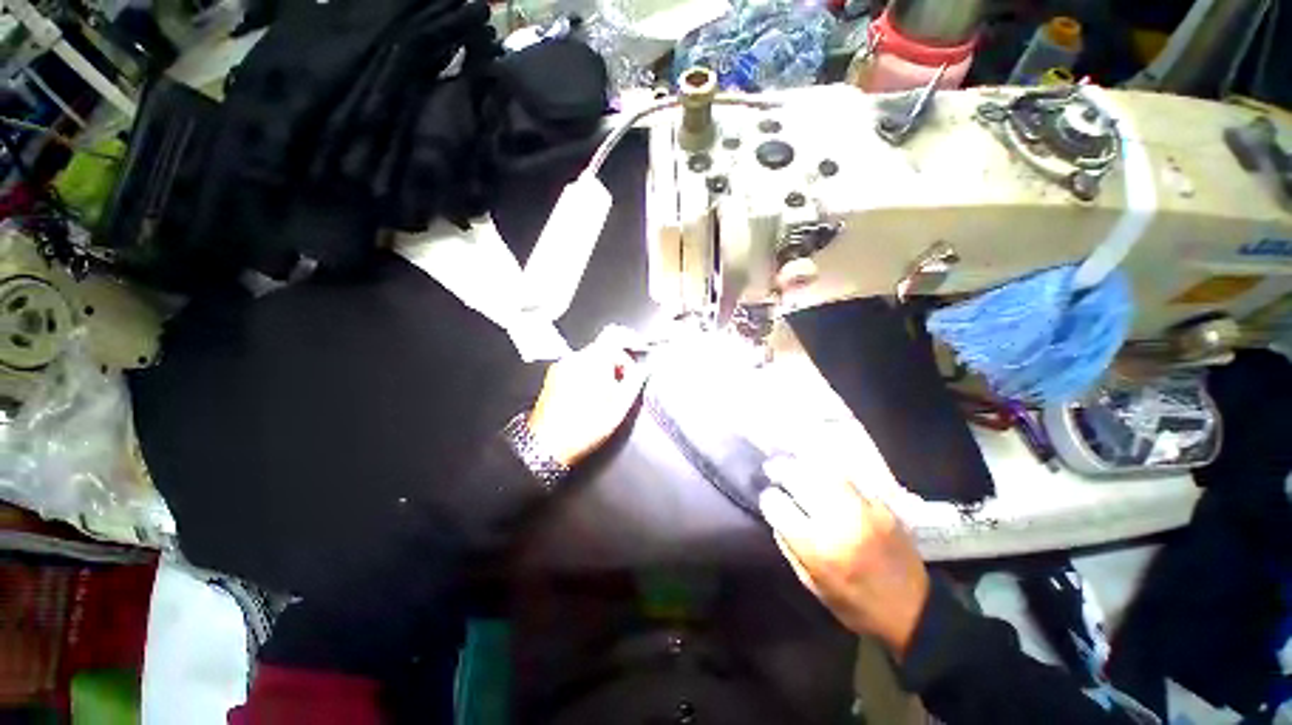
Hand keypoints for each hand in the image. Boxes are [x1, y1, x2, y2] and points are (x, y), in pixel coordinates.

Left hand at [528, 326, 647, 466]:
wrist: (547, 445)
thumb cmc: (583, 428)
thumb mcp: (619, 407)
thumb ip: (635, 382)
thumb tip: (643, 371)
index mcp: (594, 361)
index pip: (615, 333)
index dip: (630, 339)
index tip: (637, 349)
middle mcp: (575, 358)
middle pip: (603, 348)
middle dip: (617, 362)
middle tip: (623, 384)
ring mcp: (562, 366)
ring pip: (590, 358)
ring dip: (603, 370)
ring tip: (606, 395)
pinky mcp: (553, 376)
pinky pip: (577, 367)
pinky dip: (588, 375)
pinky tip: (590, 397)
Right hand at [759, 471, 929, 657]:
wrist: (914, 610)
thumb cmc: (856, 605)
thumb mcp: (813, 585)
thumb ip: (790, 547)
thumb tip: (777, 515)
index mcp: (818, 548)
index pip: (779, 506)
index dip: (769, 499)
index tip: (768, 498)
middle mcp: (838, 522)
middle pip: (798, 479)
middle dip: (780, 470)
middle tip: (772, 468)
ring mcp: (863, 509)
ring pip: (823, 471)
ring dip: (803, 465)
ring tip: (794, 463)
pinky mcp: (881, 504)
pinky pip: (849, 477)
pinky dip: (829, 471)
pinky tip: (821, 471)